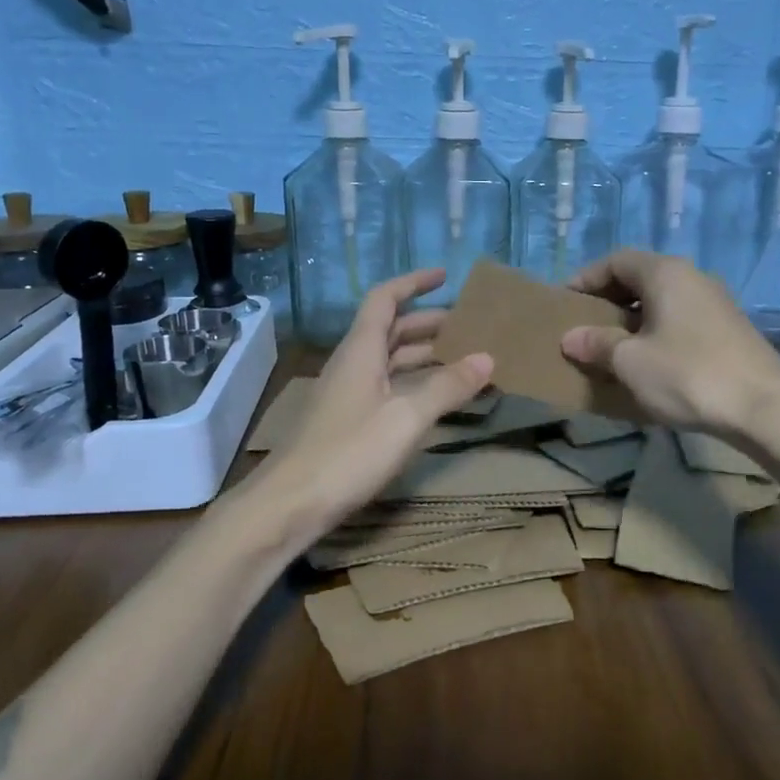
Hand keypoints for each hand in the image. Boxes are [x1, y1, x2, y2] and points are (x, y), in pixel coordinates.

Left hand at [253, 268, 492, 545]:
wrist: (292, 503)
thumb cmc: (349, 452)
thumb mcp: (407, 418)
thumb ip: (447, 387)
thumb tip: (487, 358)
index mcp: (361, 350)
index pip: (385, 299)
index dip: (413, 283)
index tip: (444, 276)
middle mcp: (352, 363)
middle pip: (390, 329)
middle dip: (428, 322)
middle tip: (467, 326)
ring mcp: (348, 393)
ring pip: (389, 360)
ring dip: (423, 354)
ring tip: (462, 360)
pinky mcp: (348, 420)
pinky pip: (387, 386)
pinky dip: (414, 383)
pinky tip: (436, 399)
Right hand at [560, 250, 779, 436]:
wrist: (763, 408)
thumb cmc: (687, 375)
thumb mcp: (631, 362)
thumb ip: (597, 344)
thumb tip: (571, 338)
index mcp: (666, 273)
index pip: (617, 260)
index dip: (587, 277)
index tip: (566, 302)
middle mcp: (693, 277)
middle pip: (642, 277)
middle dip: (610, 299)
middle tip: (587, 325)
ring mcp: (717, 302)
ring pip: (664, 300)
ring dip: (635, 318)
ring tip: (614, 347)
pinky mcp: (730, 329)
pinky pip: (682, 319)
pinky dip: (659, 331)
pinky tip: (651, 361)